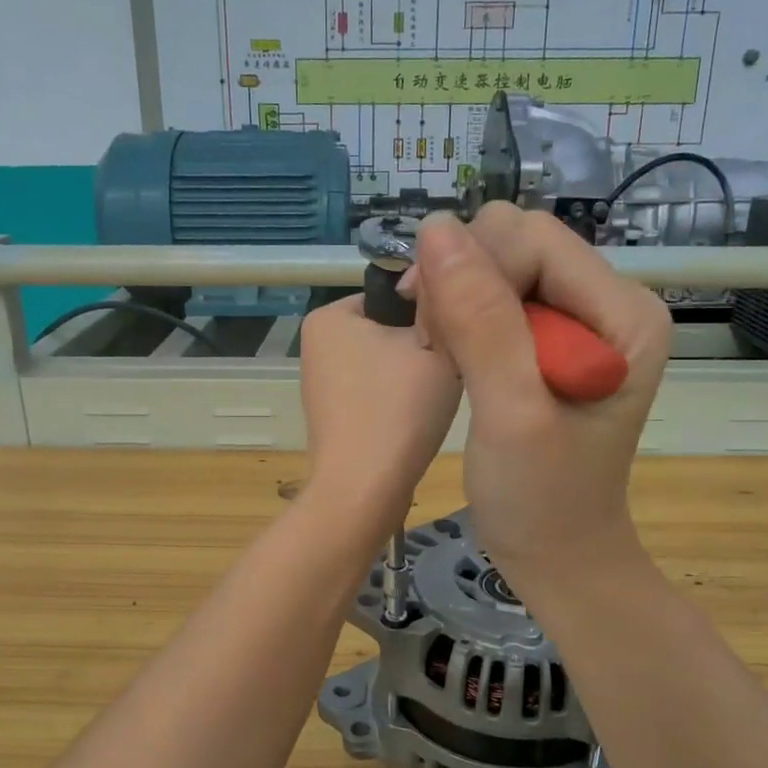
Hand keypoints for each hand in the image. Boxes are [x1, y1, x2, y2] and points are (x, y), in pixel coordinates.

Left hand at [297, 295, 460, 544]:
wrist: (363, 491)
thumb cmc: (399, 410)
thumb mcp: (436, 342)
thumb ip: (440, 303)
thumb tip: (446, 276)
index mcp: (329, 315)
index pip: (394, 293)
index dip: (430, 313)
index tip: (452, 341)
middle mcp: (315, 343)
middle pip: (388, 328)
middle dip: (419, 346)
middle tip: (447, 373)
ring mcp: (319, 382)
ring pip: (384, 362)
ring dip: (411, 375)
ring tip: (430, 401)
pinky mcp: (329, 415)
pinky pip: (373, 391)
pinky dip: (395, 402)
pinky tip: (411, 422)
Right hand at [412, 206, 669, 594]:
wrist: (559, 553)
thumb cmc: (542, 500)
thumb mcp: (511, 415)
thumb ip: (482, 323)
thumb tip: (436, 228)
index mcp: (623, 312)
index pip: (532, 240)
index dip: (473, 272)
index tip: (433, 335)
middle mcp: (607, 301)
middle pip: (516, 241)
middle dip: (461, 281)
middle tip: (437, 346)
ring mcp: (580, 318)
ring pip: (497, 263)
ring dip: (454, 299)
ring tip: (443, 356)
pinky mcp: (551, 337)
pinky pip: (494, 295)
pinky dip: (460, 317)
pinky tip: (450, 355)